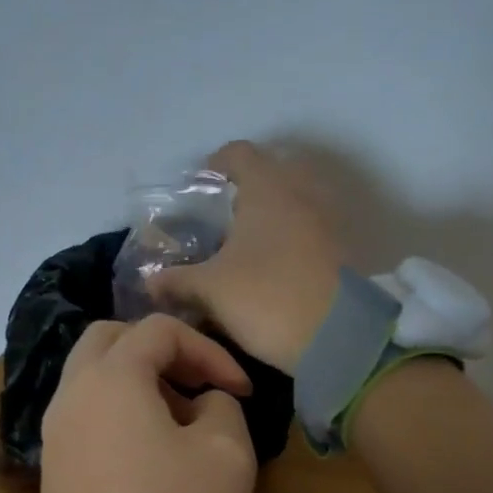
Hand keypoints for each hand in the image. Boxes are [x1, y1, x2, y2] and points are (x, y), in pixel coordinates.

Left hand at [40, 315, 257, 492]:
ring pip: (90, 376)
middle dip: (159, 349)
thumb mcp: (227, 453)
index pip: (159, 331)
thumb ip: (222, 404)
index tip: (240, 390)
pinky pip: (82, 413)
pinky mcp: (52, 468)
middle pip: (109, 338)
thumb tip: (204, 401)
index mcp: (109, 379)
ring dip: (135, 379)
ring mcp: (53, 433)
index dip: (209, 351)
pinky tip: (147, 449)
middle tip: (196, 383)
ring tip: (179, 417)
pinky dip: (115, 409)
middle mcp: (70, 395)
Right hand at [151, 140, 344, 372]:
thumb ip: (177, 280)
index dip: (214, 165)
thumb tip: (150, 282)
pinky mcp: (342, 250)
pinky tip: (270, 268)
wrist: (337, 338)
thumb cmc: (267, 298)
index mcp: (268, 187)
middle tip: (220, 221)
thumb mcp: (211, 289)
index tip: (198, 188)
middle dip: (244, 192)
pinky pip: (308, 231)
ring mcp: (327, 221)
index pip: (238, 153)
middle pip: (270, 175)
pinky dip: (288, 240)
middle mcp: (302, 193)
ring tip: (243, 248)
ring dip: (269, 218)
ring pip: (292, 204)